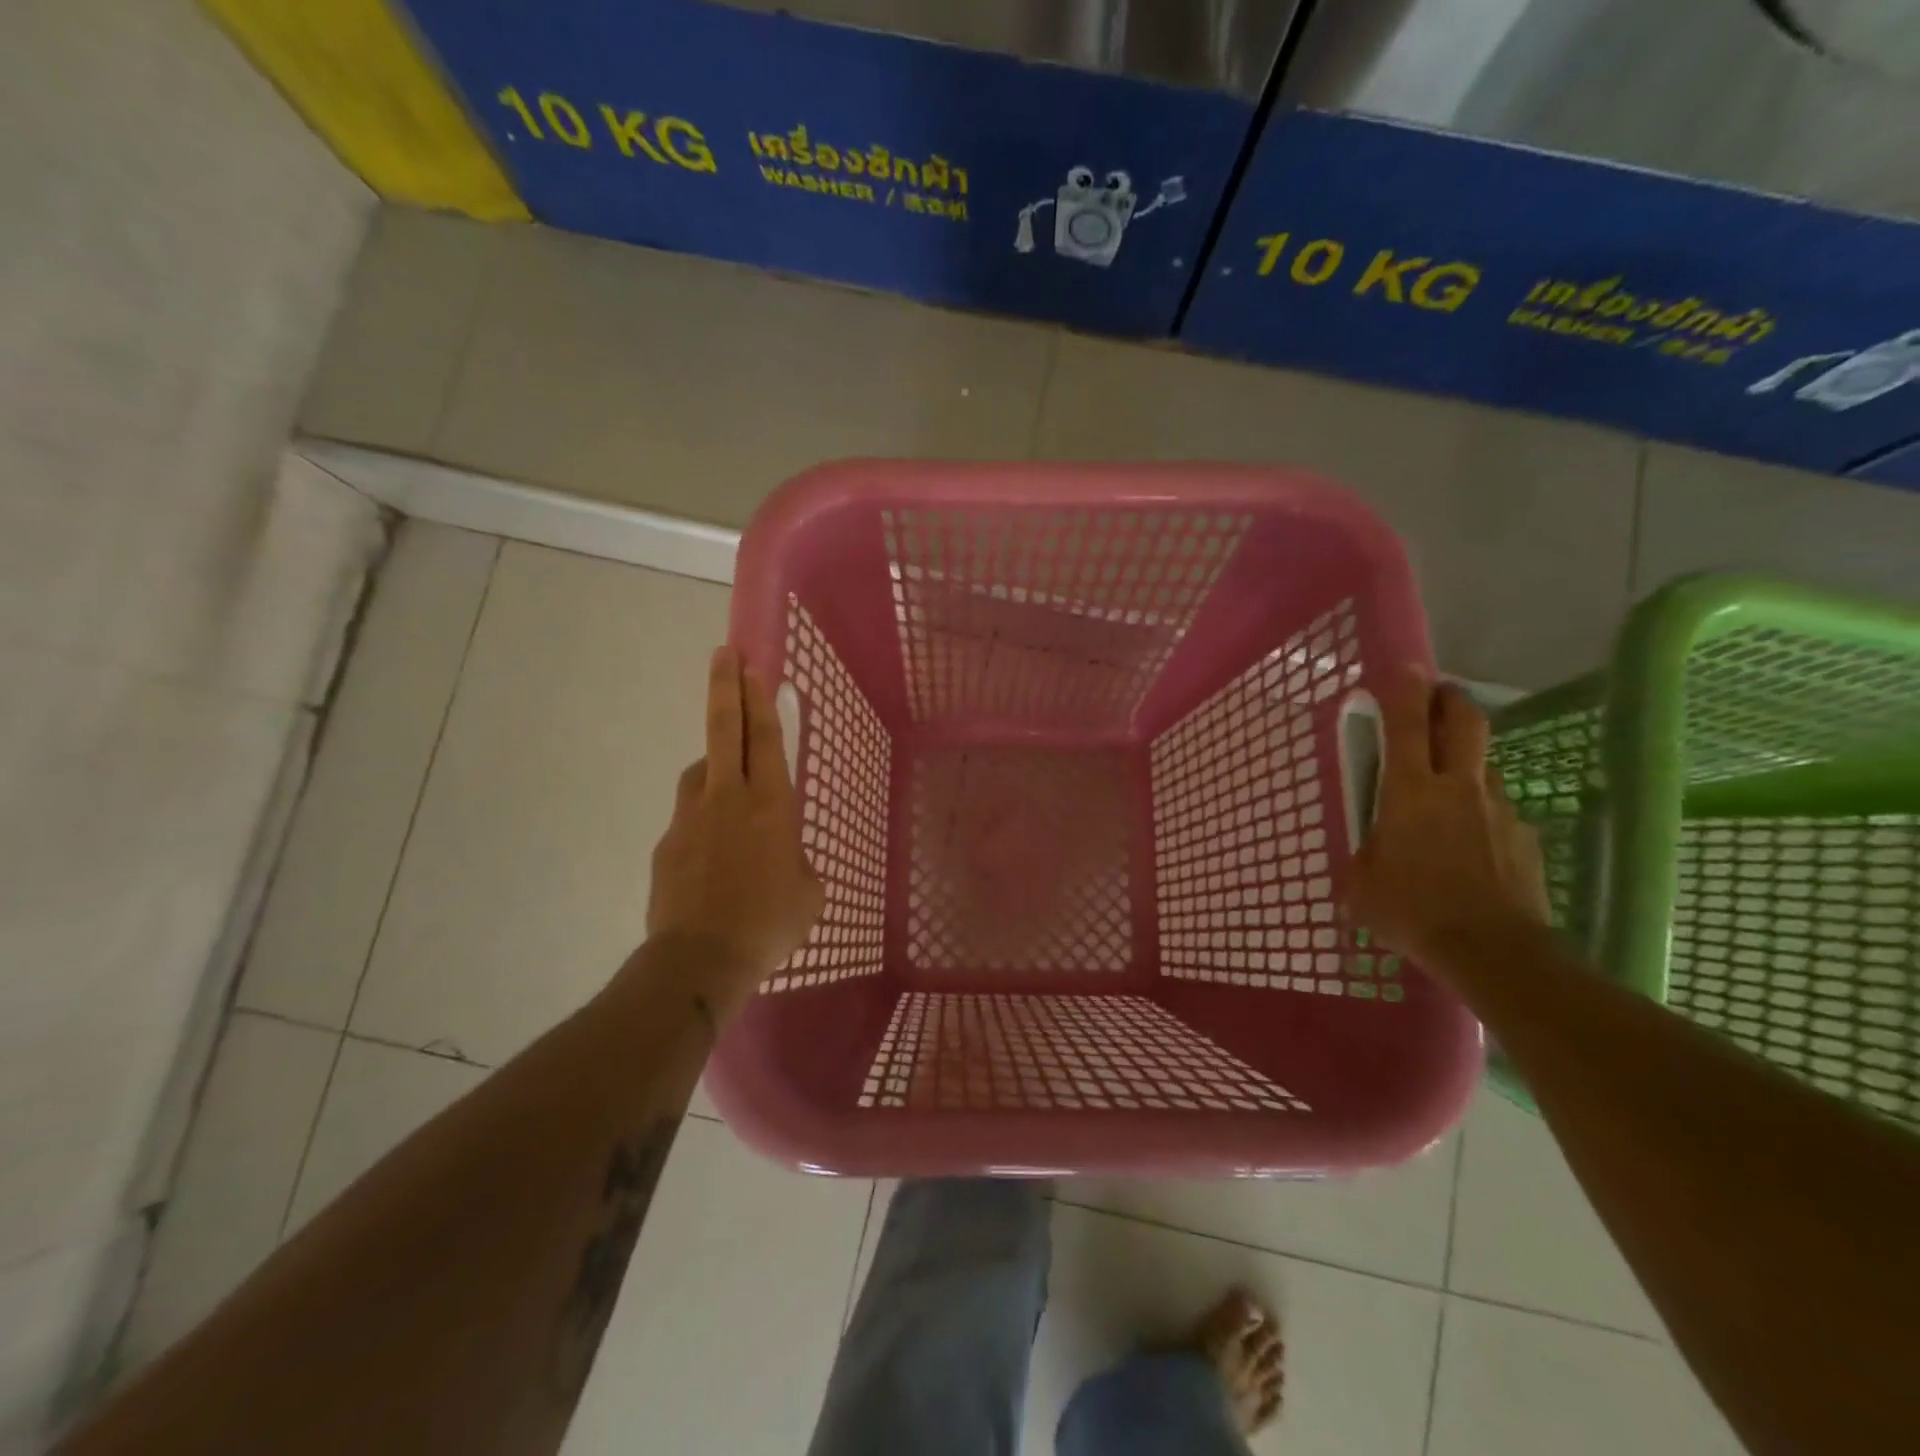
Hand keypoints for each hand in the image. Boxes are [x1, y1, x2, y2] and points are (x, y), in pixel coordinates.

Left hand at [645, 647, 823, 1007]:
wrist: (700, 959)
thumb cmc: (769, 923)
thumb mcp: (808, 892)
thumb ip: (797, 861)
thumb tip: (781, 855)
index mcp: (771, 806)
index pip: (766, 739)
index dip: (760, 700)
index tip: (751, 665)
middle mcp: (728, 799)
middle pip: (725, 731)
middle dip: (726, 688)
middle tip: (724, 655)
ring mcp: (690, 818)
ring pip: (701, 773)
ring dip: (714, 766)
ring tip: (728, 789)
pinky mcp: (667, 844)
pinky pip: (688, 819)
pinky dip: (702, 824)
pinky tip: (712, 859)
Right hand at [1350, 677, 1552, 972]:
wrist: (1493, 953)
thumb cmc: (1411, 910)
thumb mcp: (1360, 883)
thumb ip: (1365, 851)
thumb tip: (1371, 846)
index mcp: (1410, 791)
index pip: (1407, 723)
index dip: (1403, 689)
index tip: (1402, 668)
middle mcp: (1459, 787)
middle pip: (1465, 722)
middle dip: (1450, 700)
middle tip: (1436, 698)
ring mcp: (1500, 810)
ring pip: (1482, 769)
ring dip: (1463, 768)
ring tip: (1444, 803)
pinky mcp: (1525, 838)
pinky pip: (1498, 813)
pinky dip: (1480, 817)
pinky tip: (1469, 851)